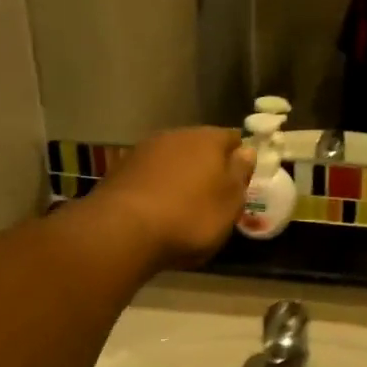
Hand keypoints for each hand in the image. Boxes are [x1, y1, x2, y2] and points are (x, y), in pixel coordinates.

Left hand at [89, 128, 254, 271]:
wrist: (124, 230)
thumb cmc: (191, 216)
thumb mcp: (230, 202)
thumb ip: (240, 173)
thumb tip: (246, 151)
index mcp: (208, 139)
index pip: (233, 138)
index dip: (241, 158)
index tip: (242, 180)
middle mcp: (175, 135)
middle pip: (200, 147)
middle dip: (209, 167)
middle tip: (215, 197)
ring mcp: (144, 150)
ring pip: (173, 160)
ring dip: (181, 177)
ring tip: (185, 207)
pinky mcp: (120, 170)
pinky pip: (150, 176)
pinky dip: (158, 188)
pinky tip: (158, 211)